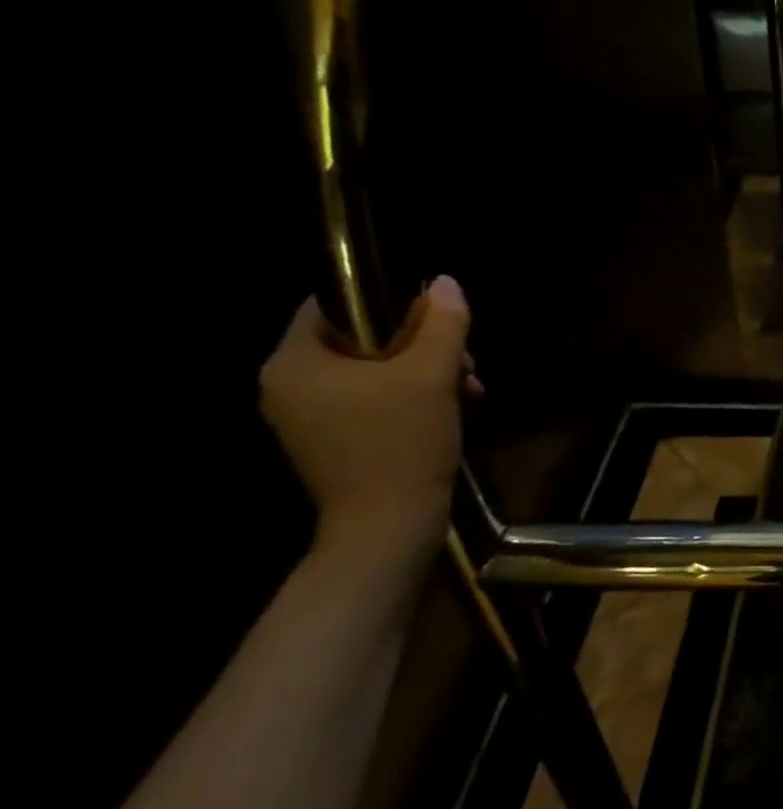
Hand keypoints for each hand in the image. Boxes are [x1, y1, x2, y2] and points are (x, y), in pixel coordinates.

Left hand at [260, 276, 475, 564]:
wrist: (388, 526)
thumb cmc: (401, 442)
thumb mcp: (432, 373)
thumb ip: (442, 322)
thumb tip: (445, 283)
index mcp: (295, 363)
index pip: (334, 302)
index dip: (389, 298)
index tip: (435, 316)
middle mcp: (288, 385)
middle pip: (361, 335)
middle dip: (421, 341)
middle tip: (463, 359)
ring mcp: (307, 415)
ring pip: (373, 367)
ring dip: (426, 368)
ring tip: (467, 385)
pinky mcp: (332, 438)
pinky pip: (372, 395)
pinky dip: (412, 393)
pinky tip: (452, 404)